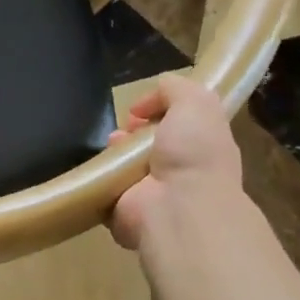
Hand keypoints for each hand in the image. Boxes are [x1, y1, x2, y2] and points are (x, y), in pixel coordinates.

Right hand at [108, 74, 243, 250]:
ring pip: (124, 164)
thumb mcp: (196, 103)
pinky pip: (106, 187)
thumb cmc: (193, 153)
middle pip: (147, 143)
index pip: (176, 125)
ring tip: (112, 146)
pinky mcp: (125, 211)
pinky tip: (101, 167)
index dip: (156, 111)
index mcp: (201, 147)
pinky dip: (99, 175)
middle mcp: (178, 171)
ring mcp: (152, 193)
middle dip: (131, 130)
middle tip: (123, 128)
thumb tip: (156, 91)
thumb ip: (178, 88)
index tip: (139, 109)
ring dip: (114, 151)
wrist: (177, 206)